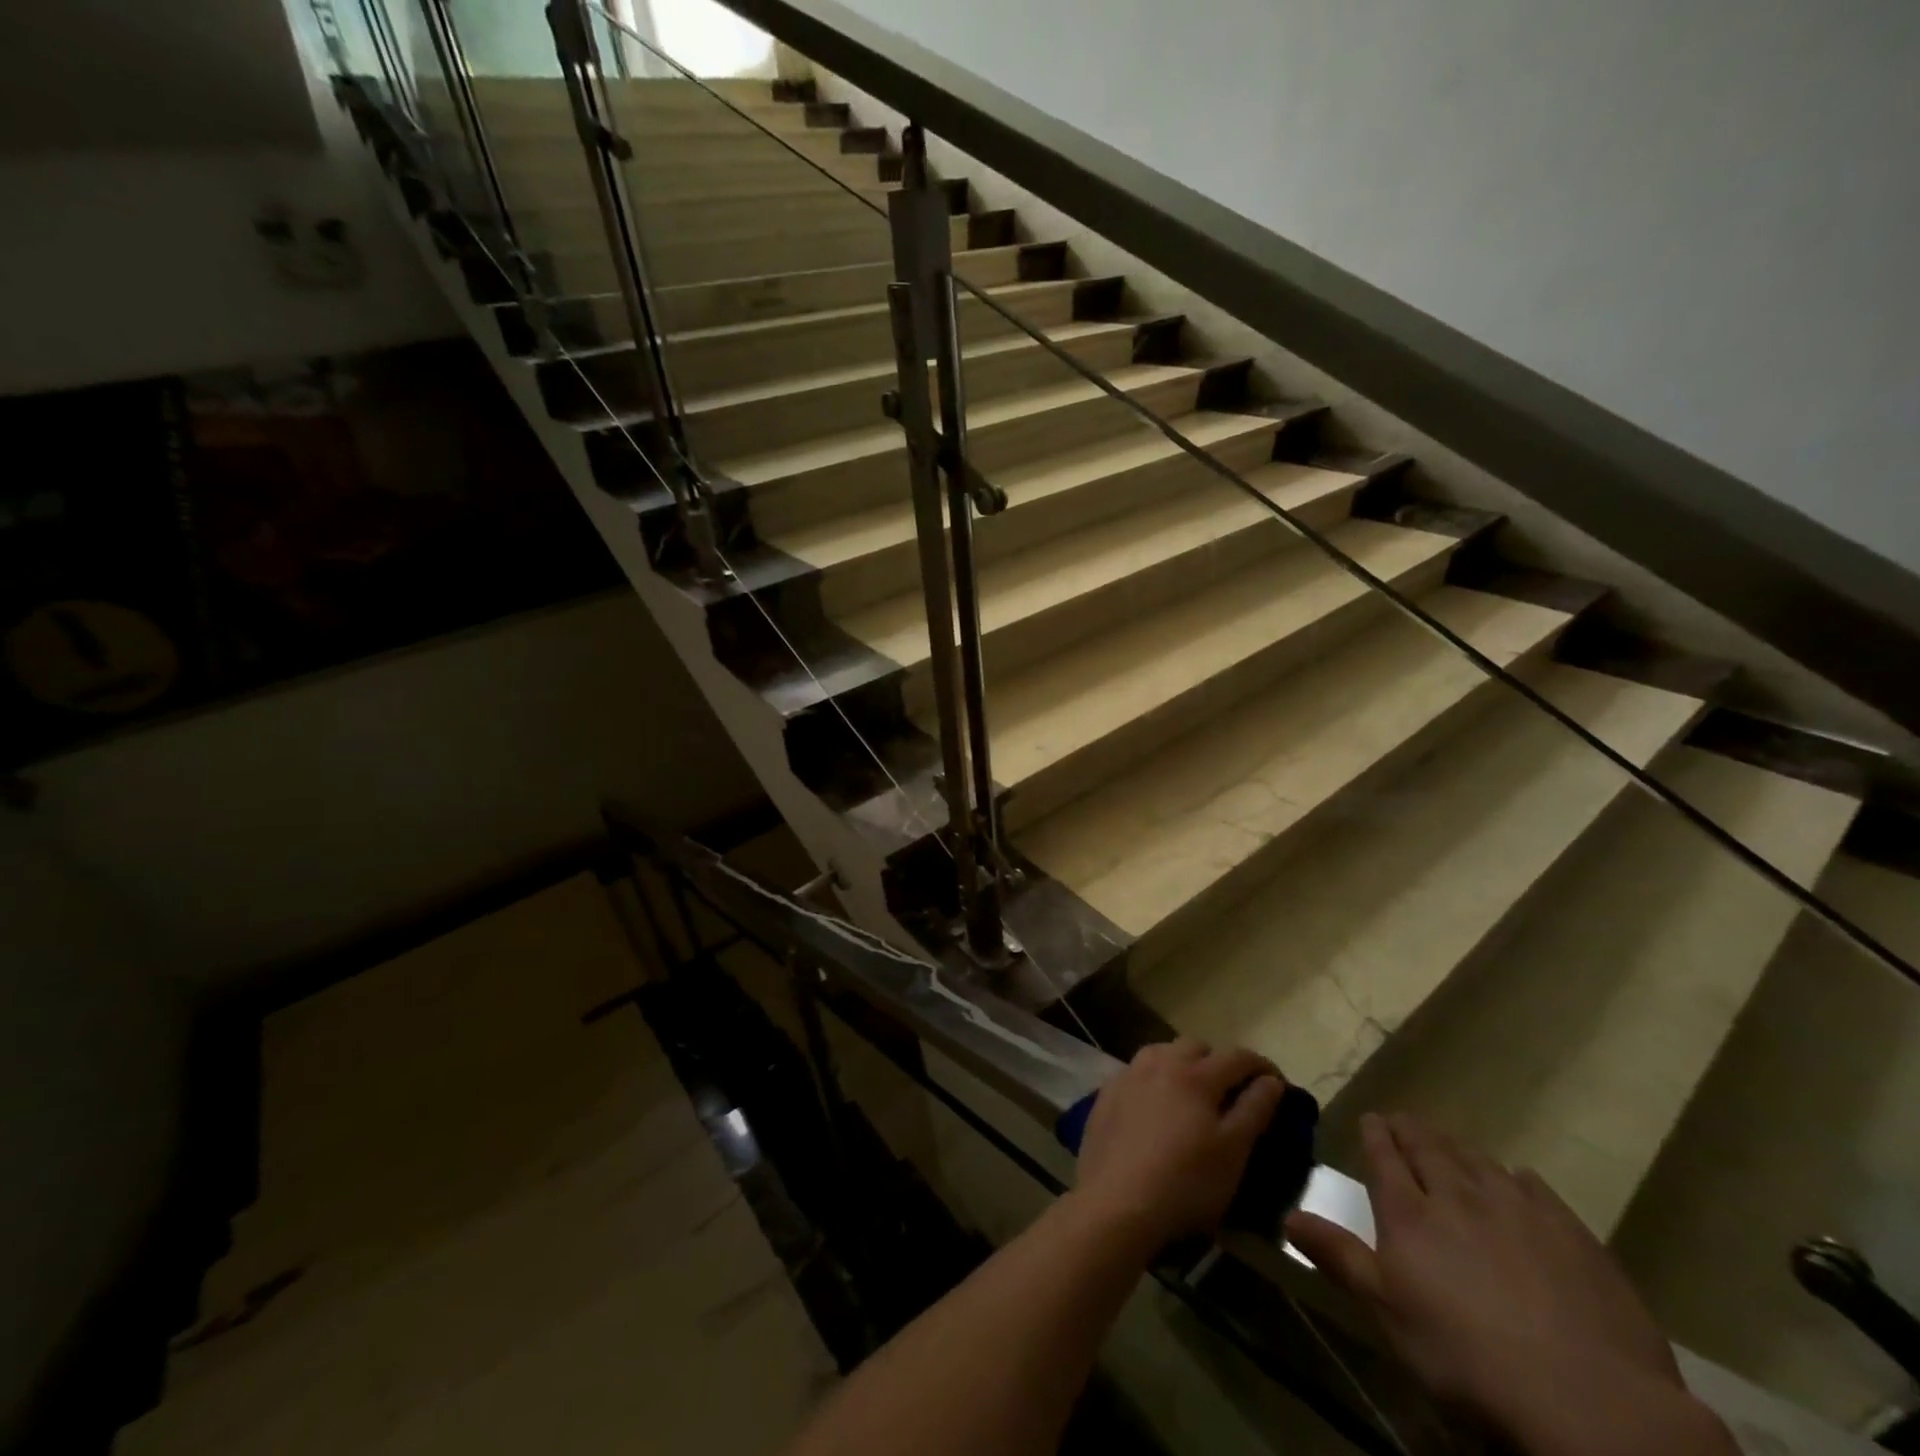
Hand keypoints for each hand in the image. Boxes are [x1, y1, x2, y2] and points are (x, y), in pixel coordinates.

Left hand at [1071, 1039, 1285, 1250]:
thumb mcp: (1233, 1151)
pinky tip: (1153, 1108)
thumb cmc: (1186, 1182)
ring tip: (1190, 1095)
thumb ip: (1254, 1109)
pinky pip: (1136, 1074)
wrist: (1116, 1203)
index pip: (1237, 1057)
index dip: (1262, 1066)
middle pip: (1195, 1046)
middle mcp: (1160, 1063)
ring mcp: (1128, 1076)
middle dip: (1218, 1062)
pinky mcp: (1106, 1094)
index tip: (1277, 1083)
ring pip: (1161, 1053)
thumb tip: (1271, 1081)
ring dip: (1181, 1064)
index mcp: (1196, 1075)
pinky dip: (1152, 1081)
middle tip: (1230, 1092)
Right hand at [1287, 1114, 1723, 1450]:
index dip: (1375, 1135)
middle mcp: (1458, 1196)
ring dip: (1458, 1147)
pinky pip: (1536, 1189)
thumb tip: (1286, 1215)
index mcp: (1409, 1214)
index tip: (1371, 1117)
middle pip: (1429, 1150)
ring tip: (1450, 1141)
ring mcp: (1519, 1210)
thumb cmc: (1467, 1358)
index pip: (1385, 1158)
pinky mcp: (1572, 1234)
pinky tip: (1519, 1178)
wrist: (1589, 1401)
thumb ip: (1339, 1256)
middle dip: (1411, 1130)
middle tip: (1402, 1118)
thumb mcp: (1387, 1312)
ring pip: (1479, 1162)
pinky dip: (1518, 1177)